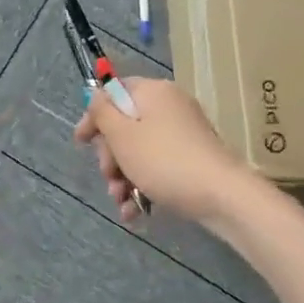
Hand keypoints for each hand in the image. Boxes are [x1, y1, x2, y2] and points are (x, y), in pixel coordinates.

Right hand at [74, 77, 251, 225]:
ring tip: (121, 200)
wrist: (222, 195)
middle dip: (111, 156)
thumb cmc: (163, 160)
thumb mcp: (121, 135)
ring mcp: (184, 133)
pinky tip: (134, 210)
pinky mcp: (192, 158)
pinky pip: (158, 165)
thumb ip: (102, 113)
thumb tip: (95, 98)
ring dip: (123, 176)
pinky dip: (144, 184)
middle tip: (108, 176)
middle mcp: (169, 106)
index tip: (81, 142)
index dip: (94, 116)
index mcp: (152, 92)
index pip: (114, 92)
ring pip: (139, 150)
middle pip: (125, 124)